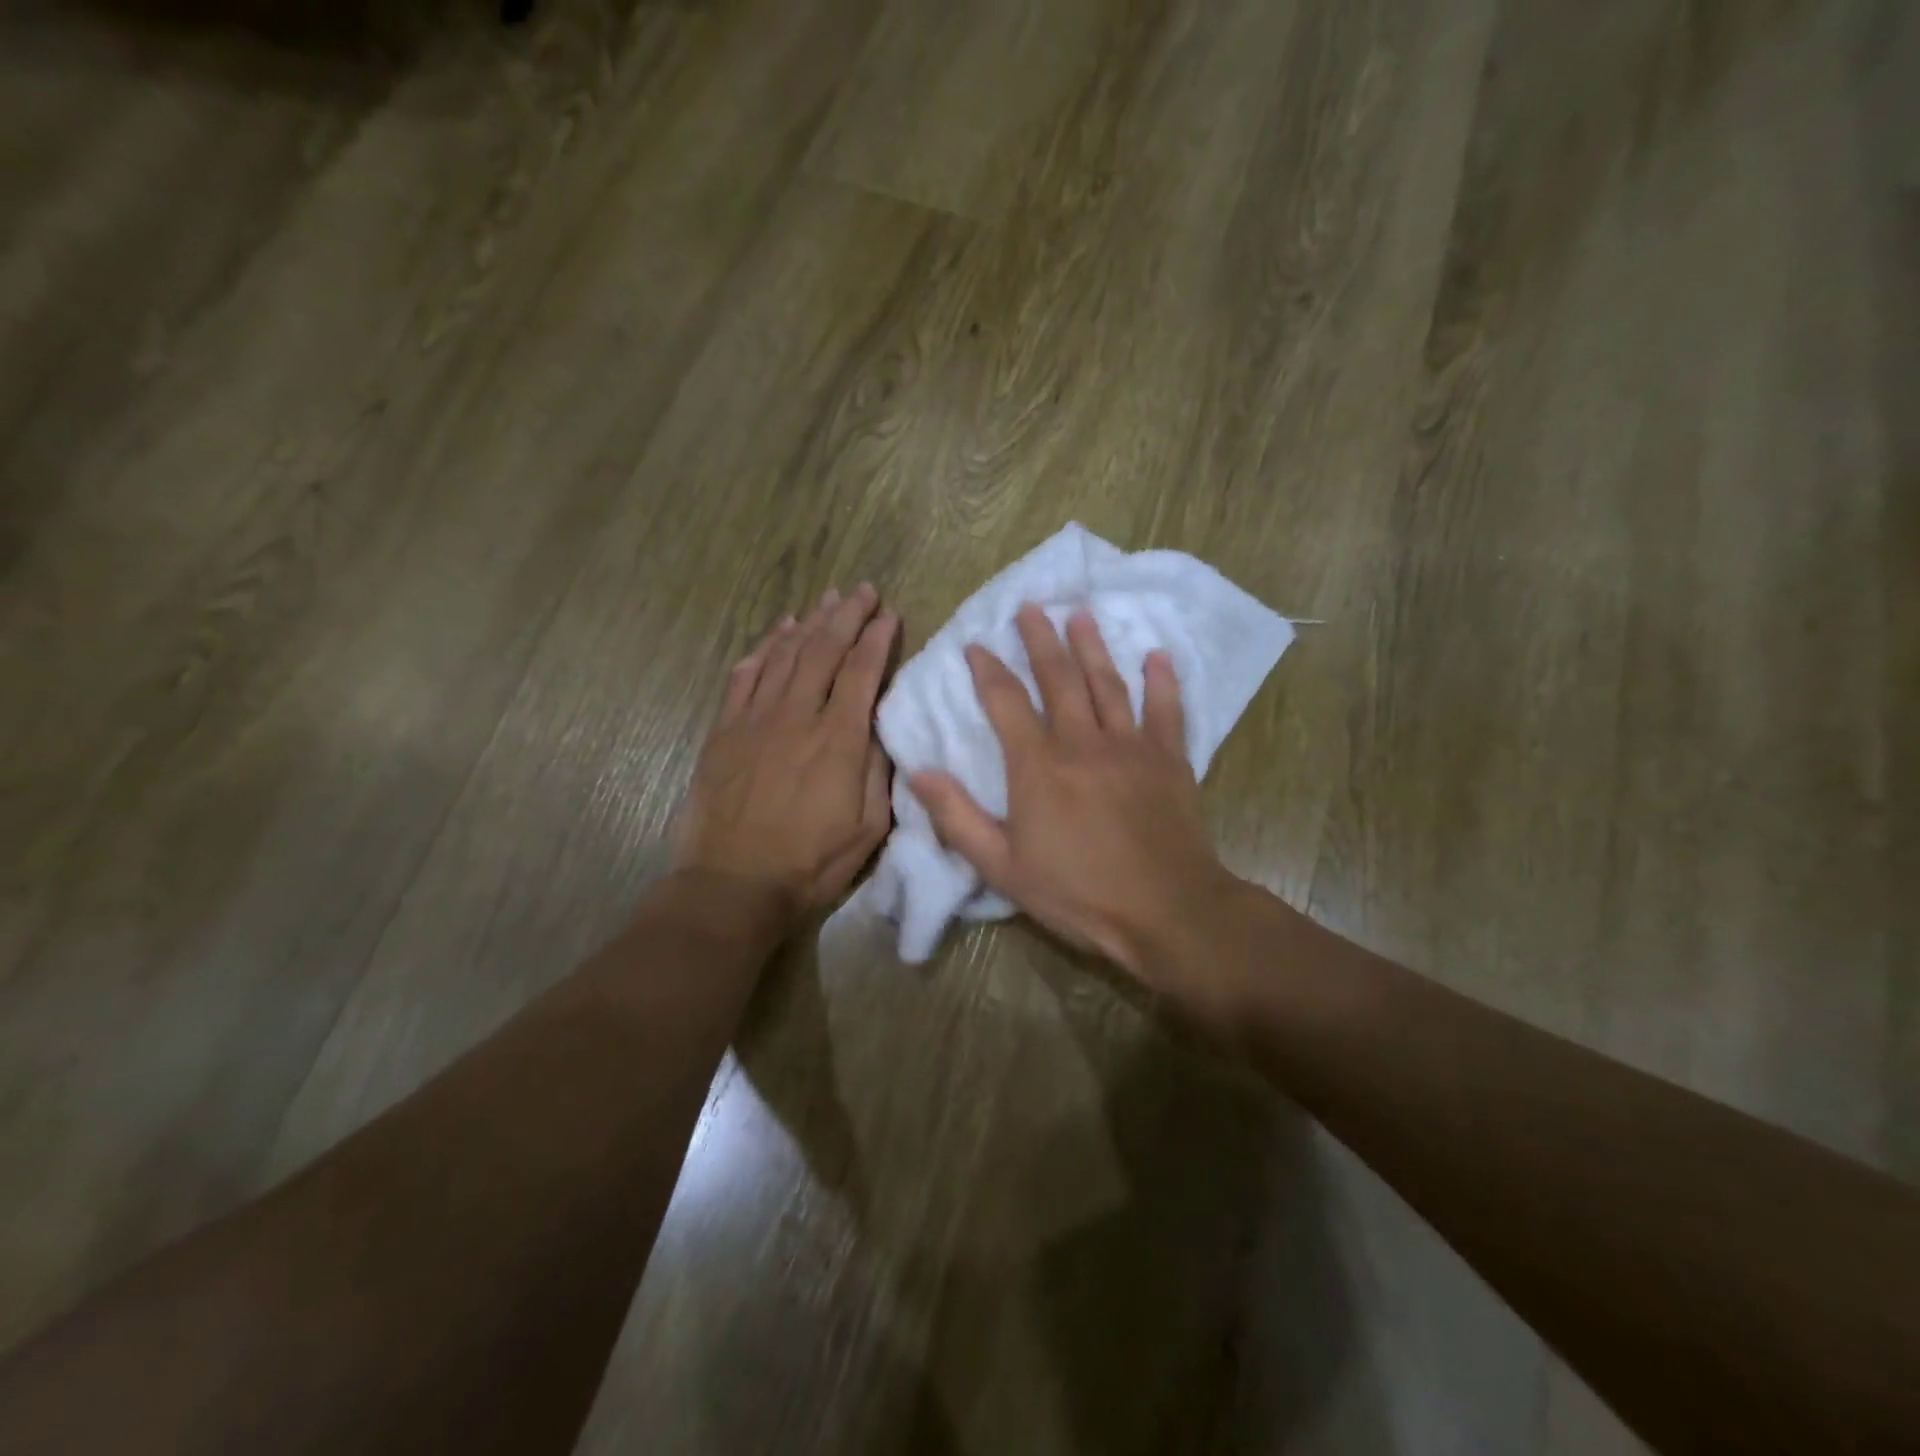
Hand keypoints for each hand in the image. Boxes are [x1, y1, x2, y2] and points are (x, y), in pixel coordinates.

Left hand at [673, 585, 897, 920]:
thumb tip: (879, 724)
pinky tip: (777, 632)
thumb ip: (878, 769)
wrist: (732, 884)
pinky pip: (744, 676)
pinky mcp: (725, 731)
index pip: (862, 671)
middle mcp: (797, 717)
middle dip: (847, 615)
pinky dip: (763, 648)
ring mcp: (755, 720)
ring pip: (785, 655)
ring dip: (808, 623)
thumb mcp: (868, 826)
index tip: (890, 614)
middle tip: (863, 590)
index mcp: (838, 739)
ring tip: (826, 600)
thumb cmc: (810, 862)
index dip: (877, 638)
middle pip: (823, 650)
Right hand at [909, 604, 1249, 1033]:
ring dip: (1092, 646)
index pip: (1006, 702)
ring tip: (1080, 614)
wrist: (1165, 911)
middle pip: (1058, 678)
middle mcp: (1082, 742)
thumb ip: (958, 818)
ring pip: (1108, 684)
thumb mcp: (1002, 867)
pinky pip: (1166, 710)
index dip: (988, 670)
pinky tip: (1157, 655)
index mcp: (1038, 766)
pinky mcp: (1170, 759)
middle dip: (1040, 640)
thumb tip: (917, 773)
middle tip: (1031, 607)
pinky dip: (1162, 681)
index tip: (975, 644)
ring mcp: (1131, 746)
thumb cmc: (1078, 893)